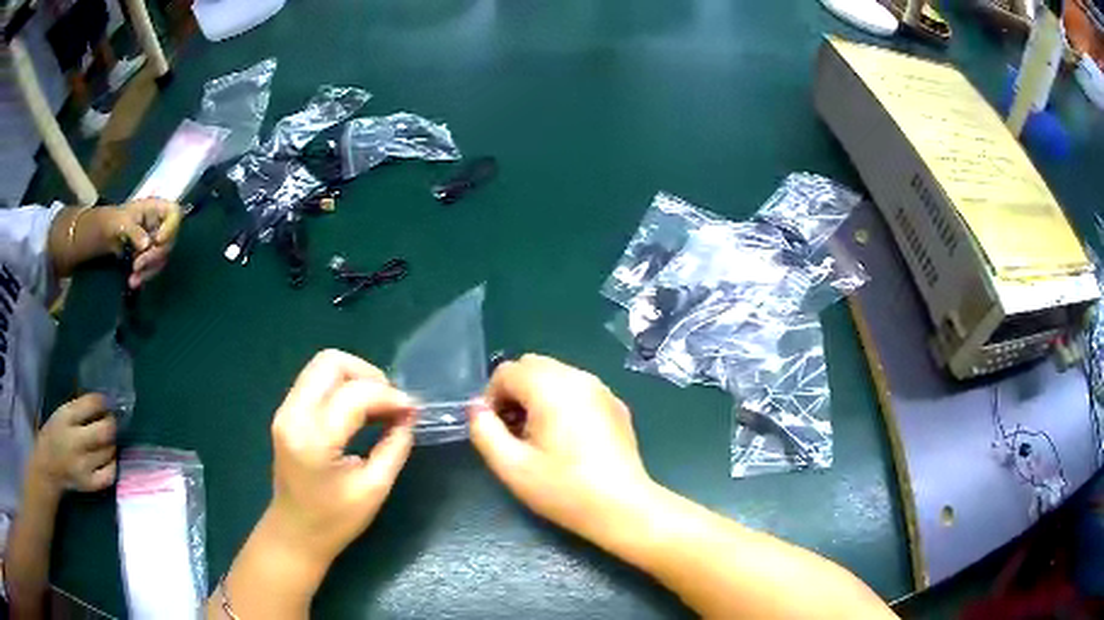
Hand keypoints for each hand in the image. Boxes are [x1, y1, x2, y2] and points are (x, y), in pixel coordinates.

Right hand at [32, 394, 116, 492]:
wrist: (49, 468)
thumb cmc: (56, 435)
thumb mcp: (62, 414)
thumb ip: (81, 407)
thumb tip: (104, 401)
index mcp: (66, 418)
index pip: (90, 404)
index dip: (103, 402)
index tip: (107, 402)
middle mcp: (76, 443)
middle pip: (104, 432)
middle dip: (111, 424)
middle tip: (111, 421)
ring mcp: (84, 467)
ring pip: (109, 451)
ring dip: (111, 443)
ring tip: (106, 439)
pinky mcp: (91, 485)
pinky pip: (110, 474)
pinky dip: (113, 464)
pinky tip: (107, 458)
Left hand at [100, 199, 181, 287]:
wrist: (107, 234)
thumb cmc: (116, 220)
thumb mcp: (123, 221)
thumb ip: (135, 231)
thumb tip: (146, 245)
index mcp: (157, 209)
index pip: (174, 213)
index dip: (170, 227)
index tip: (158, 240)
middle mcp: (161, 225)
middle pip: (168, 241)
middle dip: (153, 256)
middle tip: (137, 265)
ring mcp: (158, 242)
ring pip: (161, 258)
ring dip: (148, 270)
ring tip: (132, 279)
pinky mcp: (152, 257)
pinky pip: (154, 268)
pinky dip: (144, 276)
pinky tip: (134, 281)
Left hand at [267, 350, 415, 566]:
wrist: (294, 533)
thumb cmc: (335, 520)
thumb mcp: (374, 488)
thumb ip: (395, 446)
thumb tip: (409, 416)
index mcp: (313, 438)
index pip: (354, 394)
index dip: (389, 396)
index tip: (413, 410)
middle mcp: (293, 414)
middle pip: (331, 363)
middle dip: (369, 375)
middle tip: (391, 403)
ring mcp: (285, 411)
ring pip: (322, 366)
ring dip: (356, 378)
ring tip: (379, 407)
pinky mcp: (286, 413)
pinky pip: (316, 381)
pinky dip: (342, 387)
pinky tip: (360, 411)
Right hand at [469, 354, 657, 541]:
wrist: (623, 507)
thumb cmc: (564, 489)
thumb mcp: (512, 467)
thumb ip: (484, 431)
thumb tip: (476, 409)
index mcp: (551, 387)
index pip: (506, 371)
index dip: (491, 398)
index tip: (494, 431)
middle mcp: (578, 377)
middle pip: (532, 366)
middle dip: (514, 392)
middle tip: (514, 431)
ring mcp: (602, 389)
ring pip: (556, 375)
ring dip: (538, 396)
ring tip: (539, 437)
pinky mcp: (616, 405)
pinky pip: (578, 389)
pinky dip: (563, 401)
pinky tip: (568, 440)